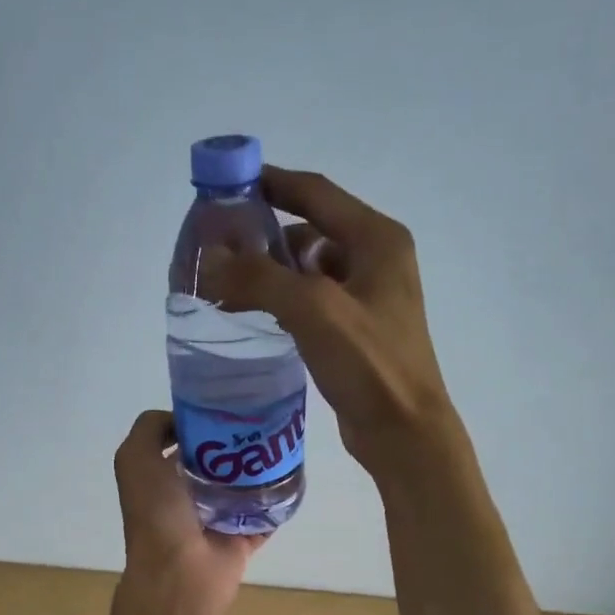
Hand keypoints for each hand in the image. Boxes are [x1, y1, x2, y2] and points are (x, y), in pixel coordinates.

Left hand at [113, 410, 260, 610]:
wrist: (180, 572)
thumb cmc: (156, 513)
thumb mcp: (135, 458)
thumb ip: (150, 428)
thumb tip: (183, 422)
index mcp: (158, 479)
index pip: (182, 442)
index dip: (200, 423)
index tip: (226, 409)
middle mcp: (184, 499)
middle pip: (216, 463)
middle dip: (235, 444)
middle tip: (260, 425)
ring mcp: (213, 522)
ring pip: (241, 488)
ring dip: (258, 470)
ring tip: (279, 446)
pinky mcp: (239, 541)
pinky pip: (263, 517)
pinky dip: (276, 502)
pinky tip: (291, 478)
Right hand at [197, 166, 454, 477]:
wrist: (404, 432)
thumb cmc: (369, 364)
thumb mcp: (314, 311)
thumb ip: (261, 278)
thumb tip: (210, 259)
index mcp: (377, 239)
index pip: (316, 193)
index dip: (271, 183)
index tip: (227, 184)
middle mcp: (377, 259)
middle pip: (312, 229)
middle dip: (265, 234)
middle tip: (218, 244)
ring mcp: (369, 297)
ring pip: (310, 269)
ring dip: (272, 271)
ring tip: (227, 281)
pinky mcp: (357, 331)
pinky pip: (313, 301)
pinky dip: (284, 300)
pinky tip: (256, 314)